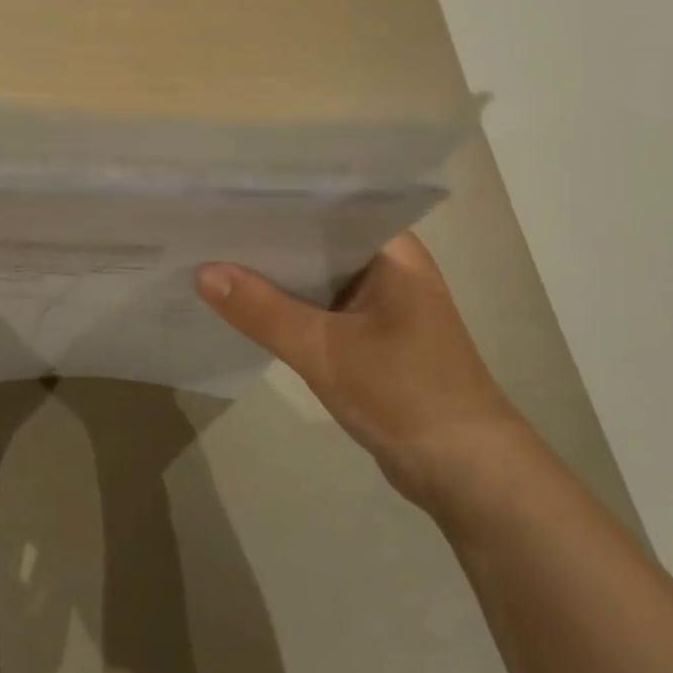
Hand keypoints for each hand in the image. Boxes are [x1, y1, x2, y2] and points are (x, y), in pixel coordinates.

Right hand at [197, 232, 527, 514]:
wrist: (469, 475)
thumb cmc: (405, 393)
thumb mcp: (324, 349)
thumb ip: (262, 310)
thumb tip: (203, 272)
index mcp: (391, 250)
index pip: (325, 207)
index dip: (275, 203)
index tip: (224, 197)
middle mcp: (388, 267)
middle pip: (316, 243)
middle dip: (267, 241)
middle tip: (207, 227)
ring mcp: (382, 304)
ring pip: (316, 278)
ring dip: (275, 278)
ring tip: (213, 257)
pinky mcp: (373, 338)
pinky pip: (321, 310)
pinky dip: (289, 310)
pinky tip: (245, 306)